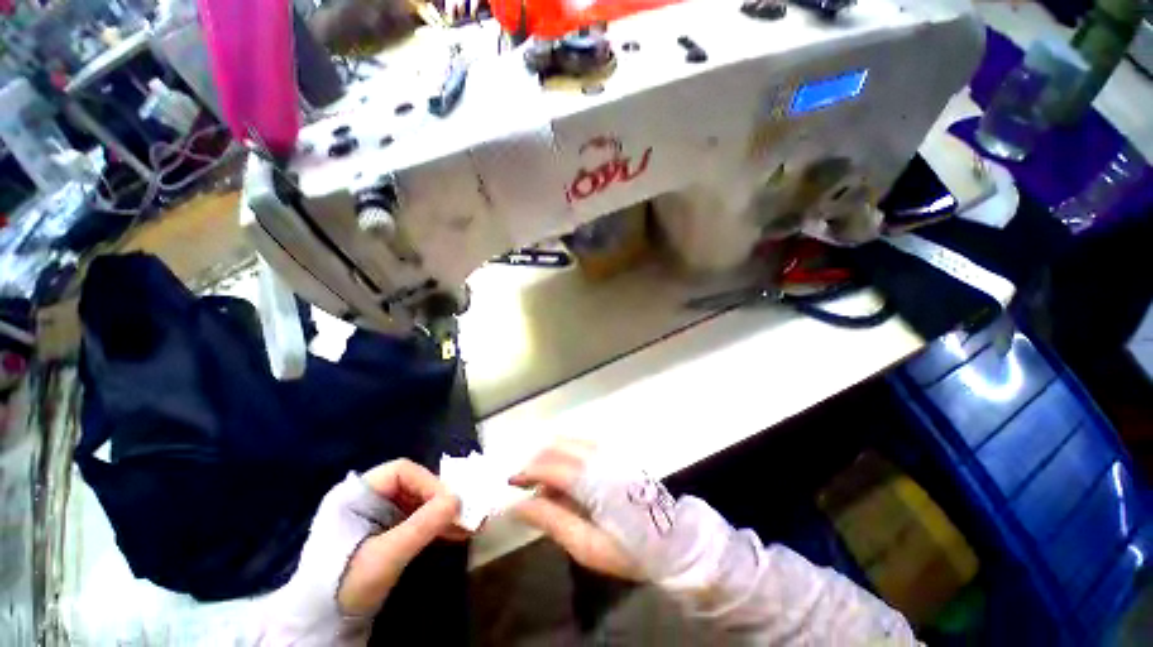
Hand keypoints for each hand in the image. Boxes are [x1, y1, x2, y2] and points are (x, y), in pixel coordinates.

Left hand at [338, 460, 464, 614]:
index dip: (429, 482)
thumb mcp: (384, 556)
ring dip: (441, 514)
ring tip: (466, 526)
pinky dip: (433, 526)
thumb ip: (421, 526)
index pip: (402, 471)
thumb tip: (458, 500)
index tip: (449, 503)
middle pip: (412, 485)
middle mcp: (366, 497)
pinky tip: (454, 534)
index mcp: (355, 494)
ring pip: (417, 502)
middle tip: (463, 514)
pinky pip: (414, 519)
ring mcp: (374, 515)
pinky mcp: (382, 532)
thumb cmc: (344, 584)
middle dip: (439, 500)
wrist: (321, 624)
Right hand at [510, 441, 642, 581]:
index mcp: (594, 481)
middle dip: (537, 461)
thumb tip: (518, 505)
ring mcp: (611, 451)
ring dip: (551, 456)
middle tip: (526, 485)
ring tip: (546, 484)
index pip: (551, 465)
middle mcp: (601, 457)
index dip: (527, 471)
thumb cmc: (628, 550)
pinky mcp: (617, 452)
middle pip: (557, 446)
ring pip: (570, 441)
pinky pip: (583, 444)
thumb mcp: (586, 546)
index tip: (511, 483)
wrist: (672, 540)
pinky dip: (567, 454)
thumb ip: (551, 521)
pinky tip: (566, 476)